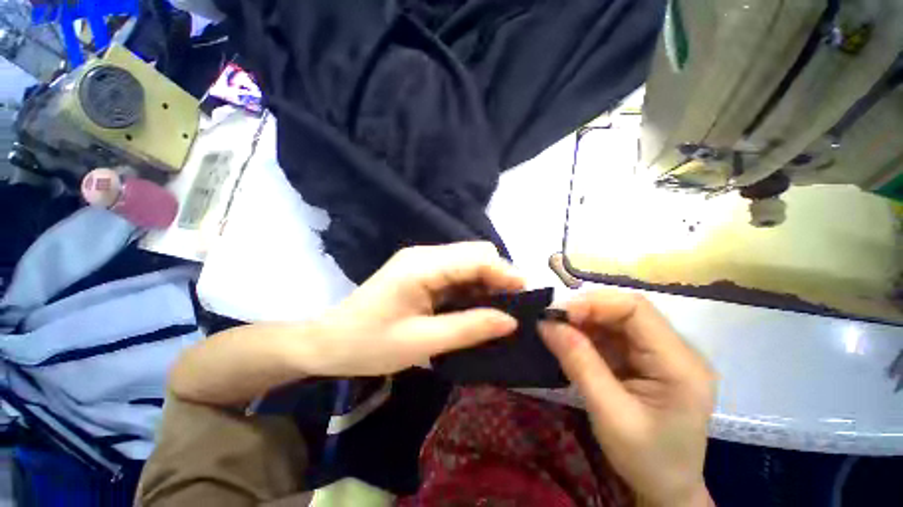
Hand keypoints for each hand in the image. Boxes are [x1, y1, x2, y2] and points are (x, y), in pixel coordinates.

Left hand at [306, 242, 524, 375]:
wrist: (328, 341)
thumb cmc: (369, 344)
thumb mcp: (422, 342)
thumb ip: (469, 328)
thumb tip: (511, 321)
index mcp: (423, 265)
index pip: (477, 257)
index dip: (505, 274)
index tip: (527, 298)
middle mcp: (425, 255)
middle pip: (475, 254)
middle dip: (499, 277)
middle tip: (511, 309)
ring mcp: (422, 262)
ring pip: (468, 263)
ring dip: (486, 284)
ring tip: (497, 312)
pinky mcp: (421, 272)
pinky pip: (456, 273)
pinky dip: (471, 288)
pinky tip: (475, 308)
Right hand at [539, 291, 715, 506]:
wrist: (666, 489)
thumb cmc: (645, 460)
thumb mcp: (608, 414)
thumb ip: (578, 363)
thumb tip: (546, 323)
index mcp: (680, 364)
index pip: (636, 309)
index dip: (594, 303)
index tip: (558, 313)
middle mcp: (676, 350)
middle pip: (626, 310)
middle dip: (585, 311)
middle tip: (552, 320)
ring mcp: (662, 353)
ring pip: (617, 320)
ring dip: (584, 321)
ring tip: (557, 330)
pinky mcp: (647, 359)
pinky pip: (614, 335)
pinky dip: (588, 334)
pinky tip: (571, 341)